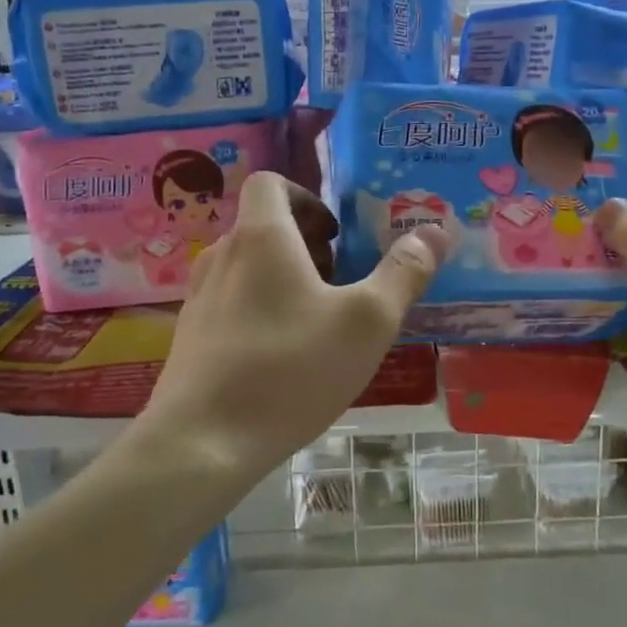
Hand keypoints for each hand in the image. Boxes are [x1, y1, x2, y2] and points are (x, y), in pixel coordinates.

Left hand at [145, 173, 452, 473]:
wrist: (202, 443)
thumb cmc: (291, 370)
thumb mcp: (367, 322)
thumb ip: (404, 272)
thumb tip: (436, 231)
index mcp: (261, 237)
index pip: (270, 183)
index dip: (307, 196)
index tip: (336, 234)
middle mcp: (222, 256)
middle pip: (262, 227)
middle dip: (305, 245)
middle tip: (341, 282)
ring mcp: (199, 297)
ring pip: (247, 267)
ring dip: (284, 279)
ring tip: (317, 323)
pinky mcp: (190, 337)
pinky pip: (231, 303)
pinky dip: (260, 311)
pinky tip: (283, 359)